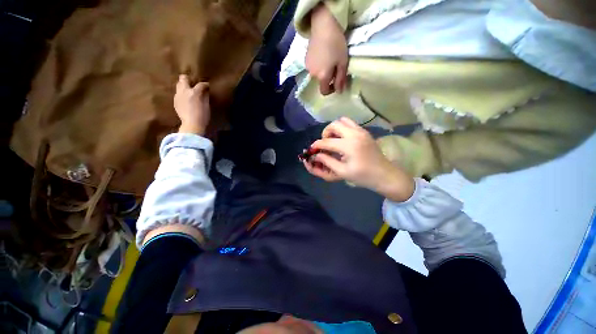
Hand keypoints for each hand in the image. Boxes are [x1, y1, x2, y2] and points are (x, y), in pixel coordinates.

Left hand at [174, 74, 210, 134]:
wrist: (192, 125)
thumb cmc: (202, 116)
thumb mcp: (207, 106)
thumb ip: (206, 96)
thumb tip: (206, 91)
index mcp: (194, 92)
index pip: (200, 84)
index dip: (205, 84)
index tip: (208, 86)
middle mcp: (184, 91)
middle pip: (183, 79)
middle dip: (189, 79)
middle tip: (194, 84)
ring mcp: (178, 96)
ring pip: (179, 85)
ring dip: (184, 86)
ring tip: (189, 91)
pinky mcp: (175, 101)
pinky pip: (178, 93)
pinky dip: (183, 94)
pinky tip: (187, 99)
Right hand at [303, 117, 414, 201]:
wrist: (384, 174)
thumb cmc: (363, 176)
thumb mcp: (342, 172)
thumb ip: (327, 161)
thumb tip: (316, 155)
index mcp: (348, 145)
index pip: (326, 141)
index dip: (316, 145)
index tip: (311, 150)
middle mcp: (354, 134)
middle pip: (333, 125)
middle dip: (325, 133)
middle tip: (325, 144)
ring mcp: (361, 131)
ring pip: (342, 121)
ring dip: (334, 129)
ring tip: (334, 140)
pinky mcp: (365, 132)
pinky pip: (350, 123)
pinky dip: (343, 128)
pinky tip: (343, 140)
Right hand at [306, 3, 347, 95]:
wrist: (324, 26)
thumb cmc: (336, 45)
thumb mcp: (343, 63)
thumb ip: (341, 80)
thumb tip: (339, 92)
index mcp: (322, 77)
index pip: (324, 91)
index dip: (331, 90)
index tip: (336, 83)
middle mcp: (313, 75)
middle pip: (320, 83)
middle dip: (327, 79)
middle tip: (334, 68)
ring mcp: (307, 67)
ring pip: (316, 75)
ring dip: (322, 72)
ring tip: (328, 60)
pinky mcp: (305, 60)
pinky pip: (312, 68)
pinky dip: (318, 66)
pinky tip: (322, 56)